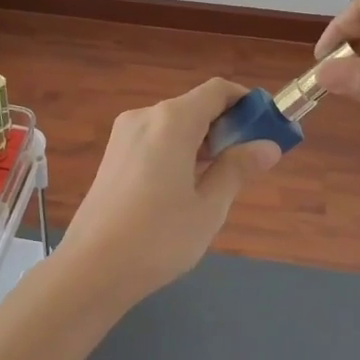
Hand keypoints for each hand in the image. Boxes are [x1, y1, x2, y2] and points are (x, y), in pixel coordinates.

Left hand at [57, 79, 282, 303]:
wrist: (91, 269)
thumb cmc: (158, 238)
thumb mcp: (209, 207)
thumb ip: (237, 169)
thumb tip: (268, 146)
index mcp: (172, 121)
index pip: (217, 91)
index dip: (246, 102)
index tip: (268, 125)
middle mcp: (145, 116)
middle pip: (195, 105)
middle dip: (227, 125)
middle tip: (250, 160)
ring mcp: (123, 134)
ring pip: (174, 123)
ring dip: (202, 139)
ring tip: (222, 178)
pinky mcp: (113, 155)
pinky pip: (155, 139)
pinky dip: (178, 149)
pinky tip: (187, 184)